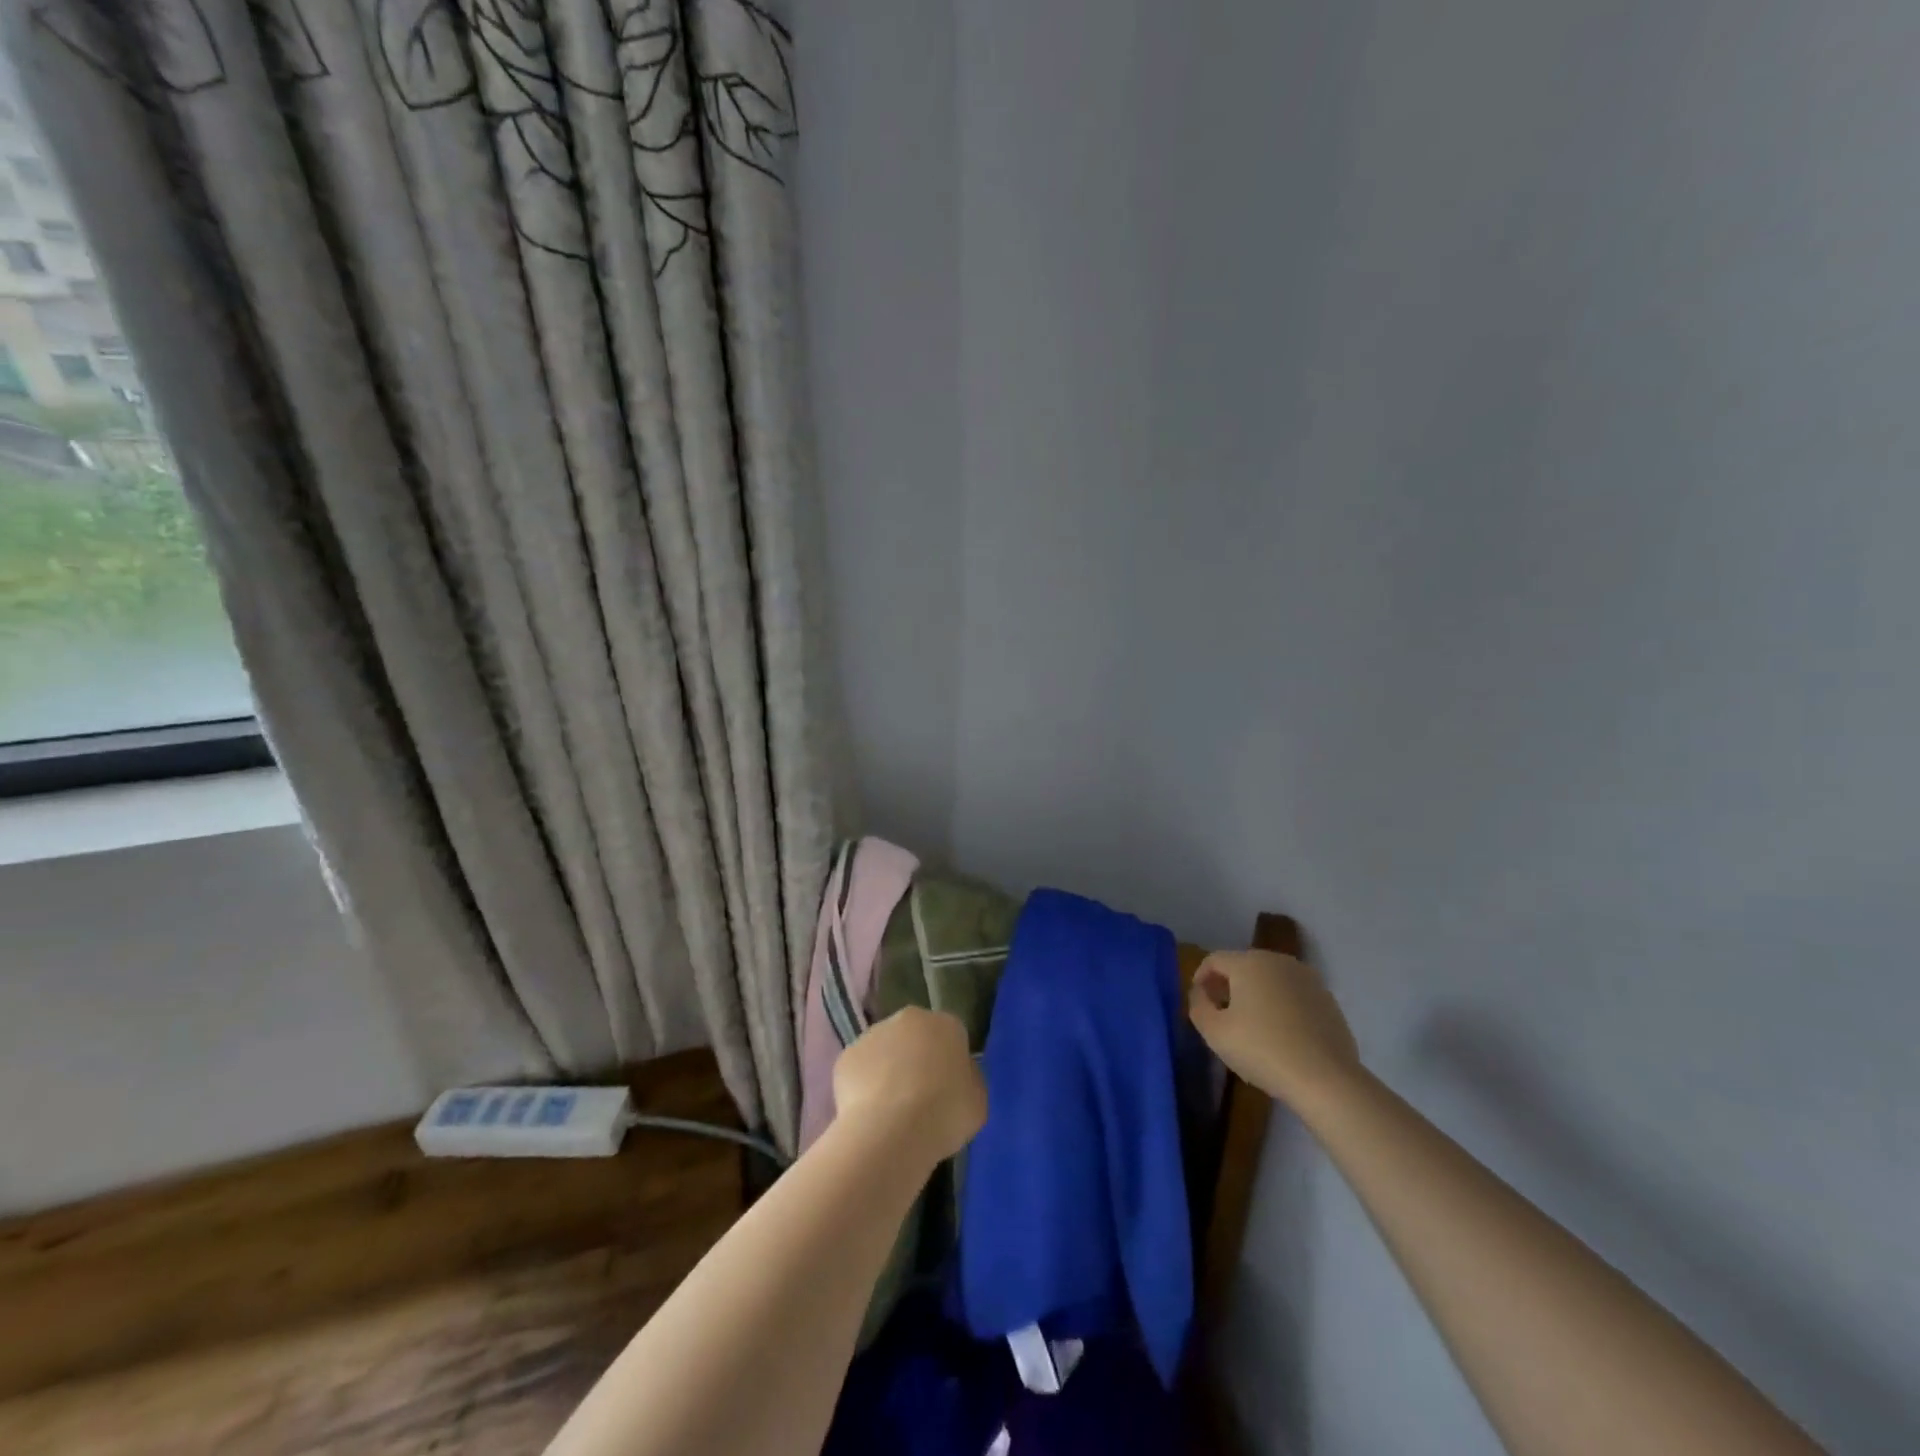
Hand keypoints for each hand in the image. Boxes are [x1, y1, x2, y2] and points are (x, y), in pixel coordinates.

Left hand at [832, 1006, 986, 1164]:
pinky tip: (870, 1114)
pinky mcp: (846, 1056)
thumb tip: (956, 1076)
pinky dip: (864, 1086)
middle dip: (917, 1058)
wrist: (890, 1130)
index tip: (949, 1089)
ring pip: (885, 1050)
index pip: (952, 1035)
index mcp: (946, 1023)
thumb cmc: (944, 1113)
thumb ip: (968, 1079)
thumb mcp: (978, 1100)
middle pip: (915, 1036)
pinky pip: (860, 1070)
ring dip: (888, 1070)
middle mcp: (908, 1019)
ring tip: (891, 1111)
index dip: (950, 1062)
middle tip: (920, 1097)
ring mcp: (873, 1034)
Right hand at [1188, 950, 1361, 1109]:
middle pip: (1243, 966)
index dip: (1200, 978)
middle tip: (1222, 1013)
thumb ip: (1198, 1005)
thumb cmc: (1262, 1050)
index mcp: (1249, 963)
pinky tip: (1281, 1035)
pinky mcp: (1328, 1000)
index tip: (1199, 1002)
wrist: (1325, 1079)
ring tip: (1252, 1025)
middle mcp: (1279, 961)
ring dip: (1256, 995)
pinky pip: (1293, 995)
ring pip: (1270, 980)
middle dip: (1228, 985)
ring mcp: (1308, 979)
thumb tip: (1201, 993)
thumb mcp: (1214, 1032)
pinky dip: (1281, 1006)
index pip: (1214, 960)